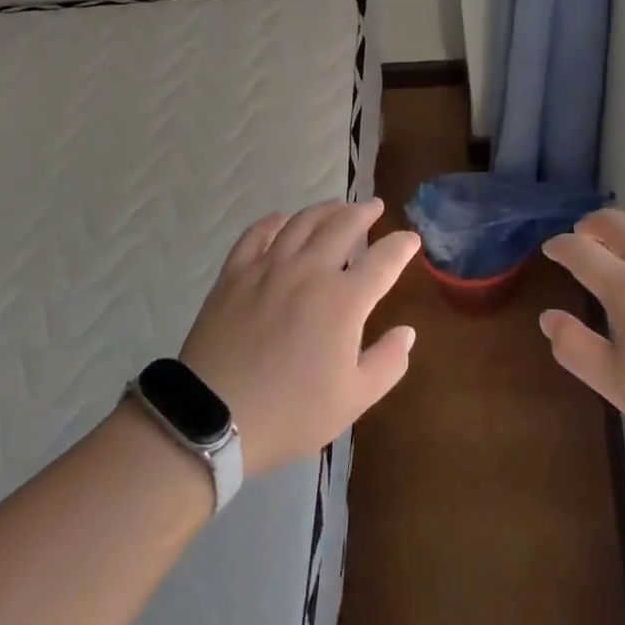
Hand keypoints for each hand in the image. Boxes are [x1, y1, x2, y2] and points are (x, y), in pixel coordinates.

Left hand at [178, 200, 419, 477]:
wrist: (213, 417)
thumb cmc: (290, 412)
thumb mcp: (353, 399)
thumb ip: (387, 362)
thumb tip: (407, 332)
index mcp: (344, 300)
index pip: (383, 260)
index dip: (402, 246)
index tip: (411, 239)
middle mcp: (309, 271)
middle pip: (342, 226)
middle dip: (364, 213)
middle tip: (374, 207)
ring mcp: (269, 268)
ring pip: (302, 223)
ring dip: (324, 210)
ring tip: (336, 207)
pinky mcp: (235, 274)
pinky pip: (256, 234)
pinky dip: (273, 222)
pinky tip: (281, 220)